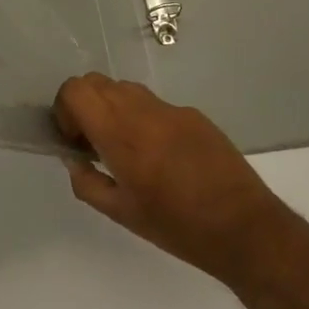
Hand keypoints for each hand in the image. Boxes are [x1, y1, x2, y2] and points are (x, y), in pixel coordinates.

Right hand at [54, 73, 301, 289]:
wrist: (244, 226)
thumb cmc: (177, 226)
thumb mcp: (122, 214)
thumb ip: (88, 183)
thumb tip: (74, 161)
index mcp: (120, 134)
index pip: (76, 90)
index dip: (65, 109)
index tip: (75, 140)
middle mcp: (142, 110)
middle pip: (97, 82)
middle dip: (85, 106)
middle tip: (93, 143)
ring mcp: (171, 108)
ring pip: (125, 89)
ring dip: (113, 109)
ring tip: (125, 149)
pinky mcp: (194, 114)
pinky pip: (154, 104)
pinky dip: (143, 118)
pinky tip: (161, 156)